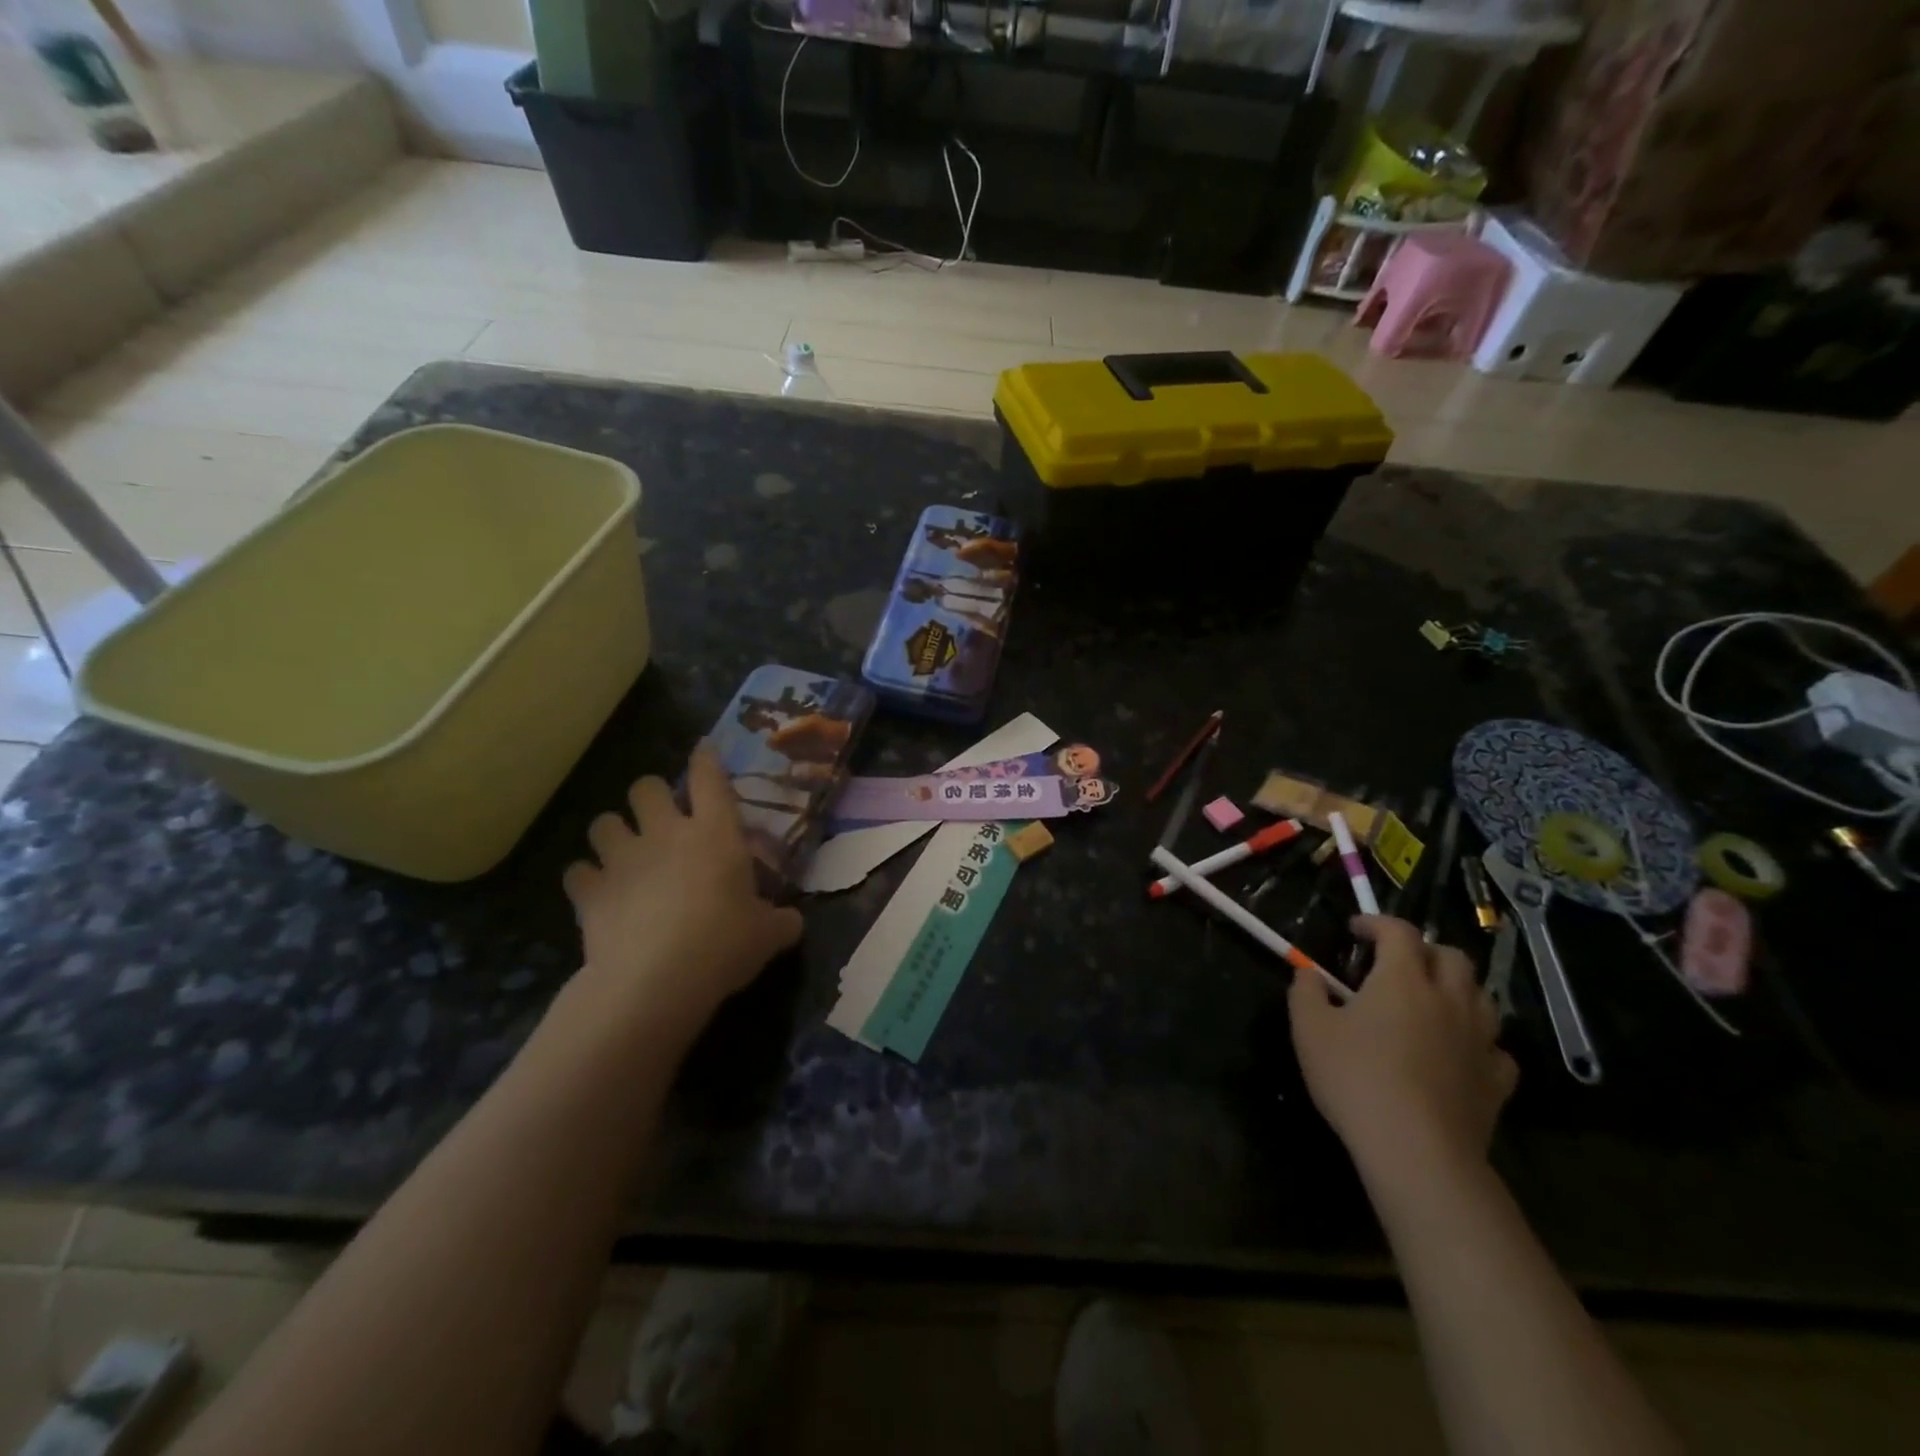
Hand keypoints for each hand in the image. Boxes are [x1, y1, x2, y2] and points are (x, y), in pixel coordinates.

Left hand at [563, 745, 802, 1037]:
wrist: (655, 981)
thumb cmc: (723, 945)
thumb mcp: (768, 936)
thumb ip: (782, 921)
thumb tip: (793, 922)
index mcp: (715, 834)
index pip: (710, 779)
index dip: (706, 758)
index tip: (703, 749)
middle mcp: (666, 834)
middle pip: (646, 787)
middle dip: (650, 796)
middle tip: (659, 818)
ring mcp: (623, 859)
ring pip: (603, 822)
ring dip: (613, 833)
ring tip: (621, 852)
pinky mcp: (590, 890)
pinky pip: (577, 871)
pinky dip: (586, 879)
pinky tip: (596, 893)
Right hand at [1289, 915, 1515, 1193]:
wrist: (1416, 1151)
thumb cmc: (1355, 1078)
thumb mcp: (1309, 1029)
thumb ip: (1306, 992)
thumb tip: (1308, 973)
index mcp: (1403, 979)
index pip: (1399, 931)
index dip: (1377, 923)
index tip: (1356, 930)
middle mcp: (1448, 999)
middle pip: (1451, 956)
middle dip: (1424, 950)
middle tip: (1397, 963)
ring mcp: (1479, 1040)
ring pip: (1481, 997)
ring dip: (1457, 989)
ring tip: (1431, 1002)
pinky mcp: (1496, 1082)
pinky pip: (1495, 1048)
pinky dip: (1478, 1041)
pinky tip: (1459, 1052)